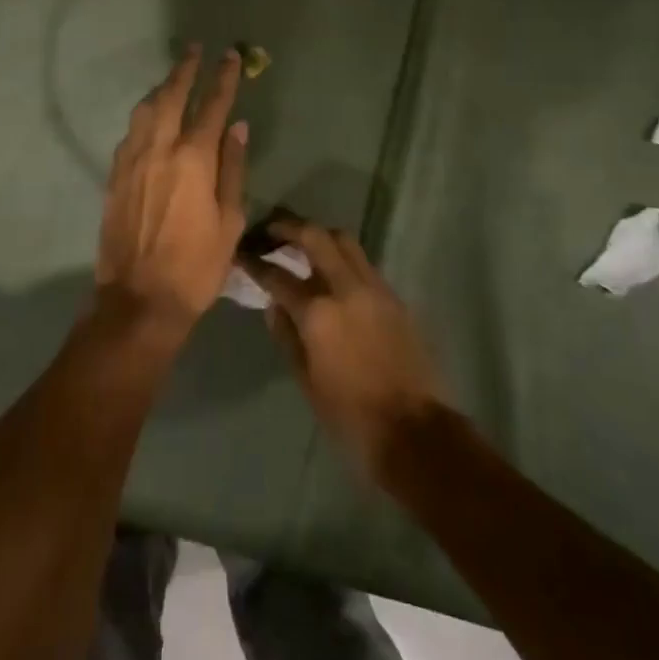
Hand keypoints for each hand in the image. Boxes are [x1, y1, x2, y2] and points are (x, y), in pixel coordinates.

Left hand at [95, 47, 249, 337]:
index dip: (223, 78)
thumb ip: (232, 168)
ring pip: (145, 110)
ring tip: (172, 78)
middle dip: (185, 69)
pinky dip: (144, 117)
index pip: (212, 106)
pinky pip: (130, 133)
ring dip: (160, 89)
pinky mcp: (114, 176)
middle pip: (171, 96)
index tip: (230, 56)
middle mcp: (159, 149)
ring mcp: (131, 161)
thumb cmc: (196, 265)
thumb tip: (237, 127)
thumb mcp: (229, 220)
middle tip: (194, 50)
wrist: (139, 298)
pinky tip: (150, 119)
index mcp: (193, 159)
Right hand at [248, 217, 449, 482]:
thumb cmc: (351, 416)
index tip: (242, 253)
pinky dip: (343, 258)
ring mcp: (375, 289)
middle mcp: (346, 289)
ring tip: (302, 244)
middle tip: (271, 230)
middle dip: (290, 227)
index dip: (256, 262)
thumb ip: (287, 336)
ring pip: (345, 242)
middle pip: (316, 237)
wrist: (416, 433)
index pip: (278, 275)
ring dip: (320, 236)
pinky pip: (363, 264)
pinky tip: (333, 274)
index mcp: (318, 313)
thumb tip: (274, 305)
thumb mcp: (307, 381)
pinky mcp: (395, 298)